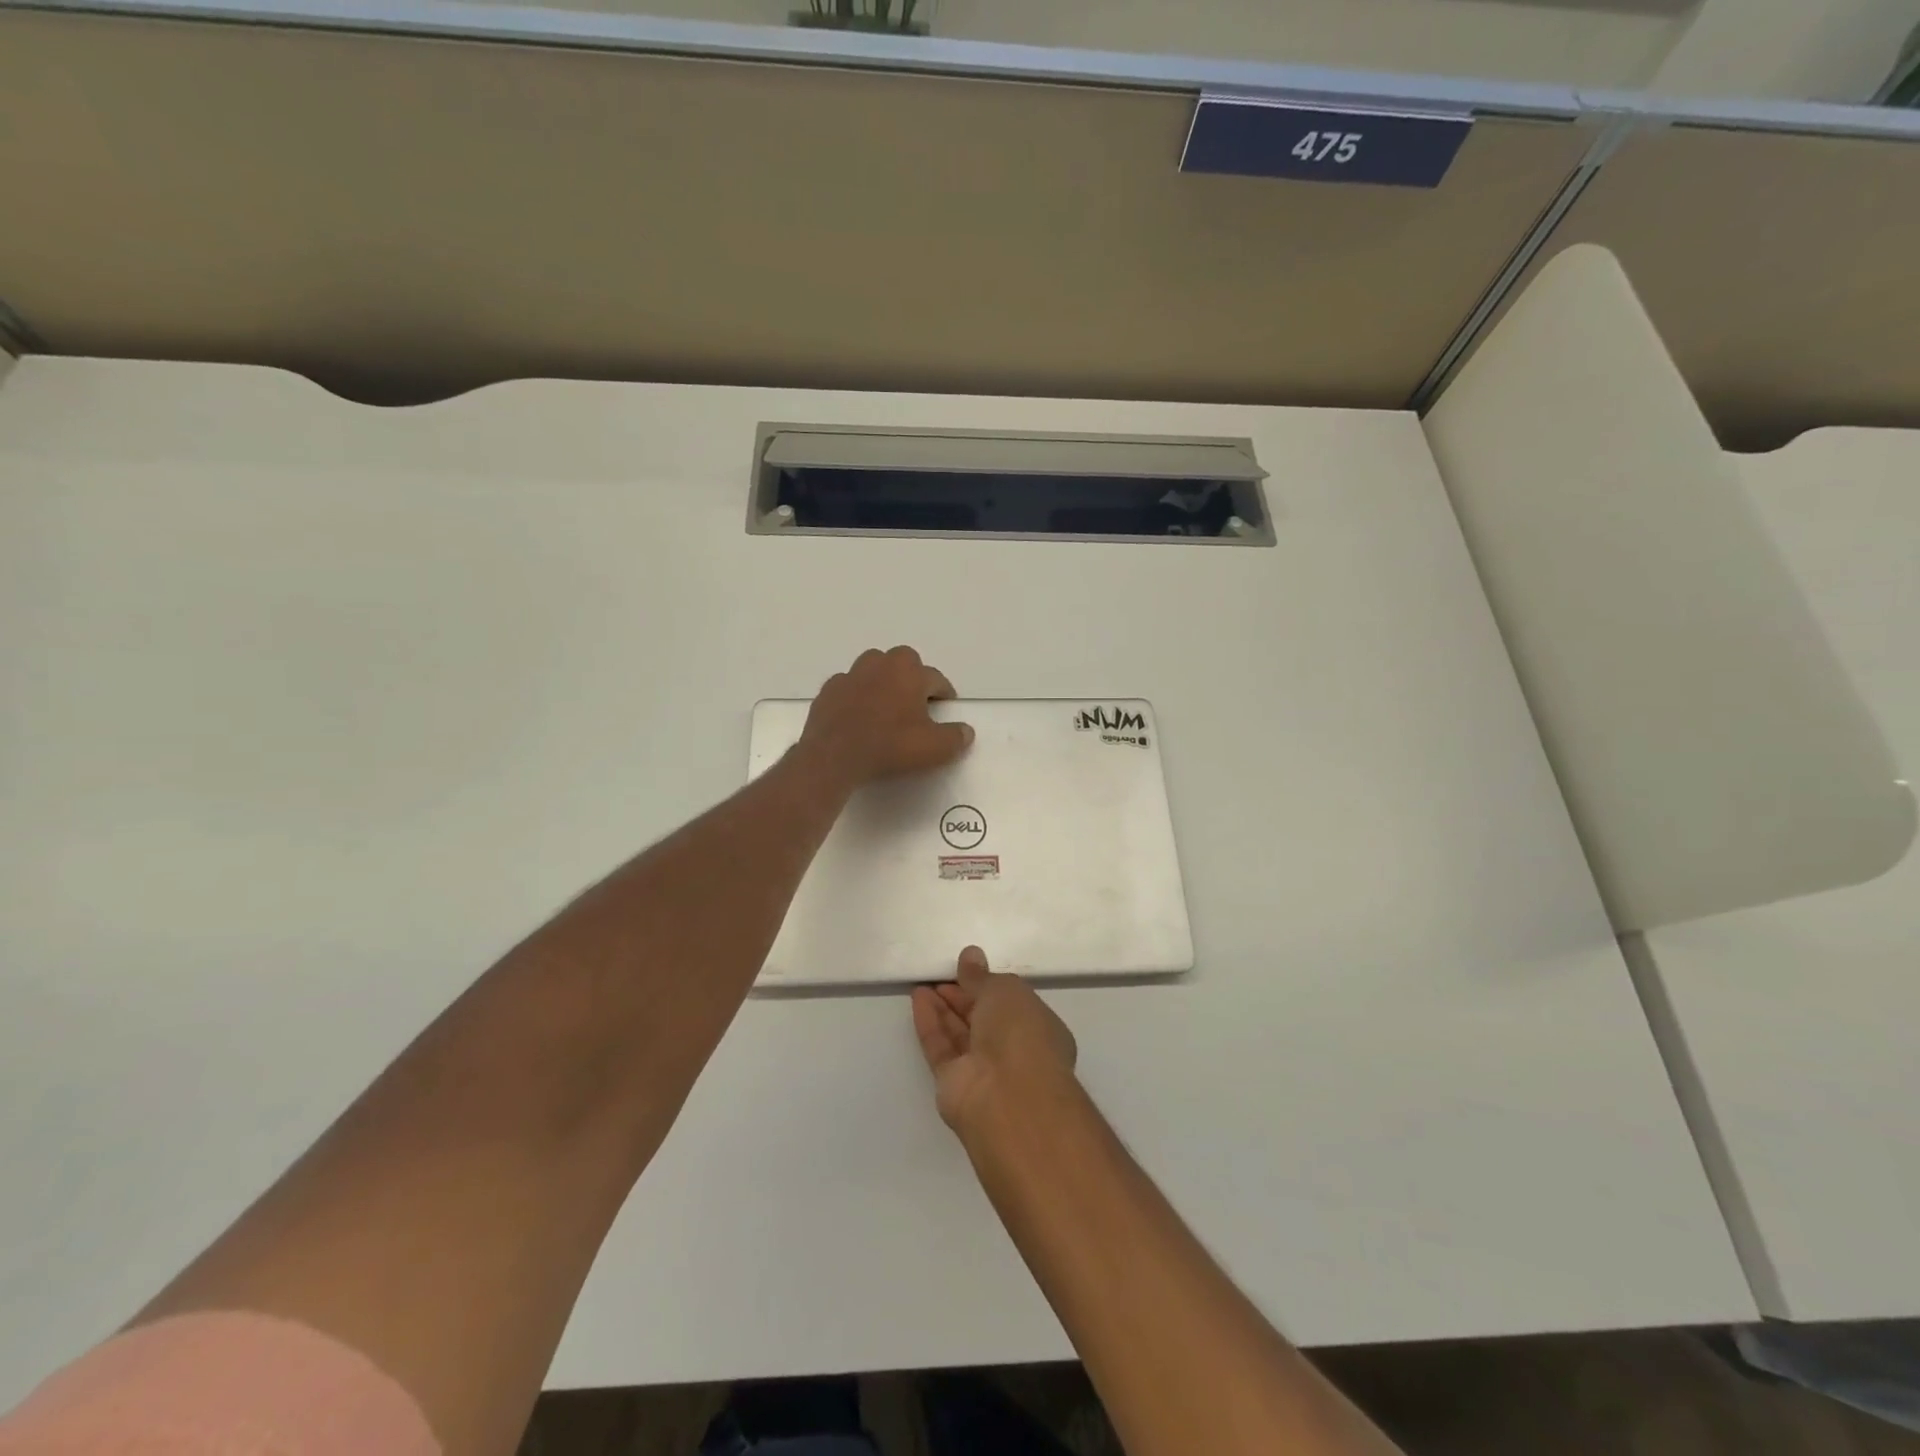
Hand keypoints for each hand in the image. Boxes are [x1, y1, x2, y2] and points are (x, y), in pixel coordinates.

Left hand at [799, 646, 973, 787]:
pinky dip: (857, 695)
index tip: (945, 707)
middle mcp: (881, 664)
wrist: (833, 756)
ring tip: (886, 705)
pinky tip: (858, 715)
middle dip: (912, 677)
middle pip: (904, 662)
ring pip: (873, 668)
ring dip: (883, 680)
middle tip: (916, 703)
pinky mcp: (829, 689)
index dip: (944, 693)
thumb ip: (955, 738)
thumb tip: (967, 731)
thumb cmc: (889, 747)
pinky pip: (849, 686)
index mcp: (910, 672)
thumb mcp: (933, 749)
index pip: (936, 678)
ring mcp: (851, 674)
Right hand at [912, 946, 1078, 1136]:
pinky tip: (918, 998)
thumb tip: (970, 955)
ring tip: (924, 983)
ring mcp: (984, 1070)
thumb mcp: (1004, 991)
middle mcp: (1013, 1051)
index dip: (988, 985)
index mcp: (1038, 1028)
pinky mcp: (954, 1084)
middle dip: (962, 996)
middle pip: (983, 1019)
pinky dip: (930, 1023)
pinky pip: (940, 1047)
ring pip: (960, 1033)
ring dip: (943, 1008)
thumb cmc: (1020, 1034)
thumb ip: (982, 976)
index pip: (1011, 1004)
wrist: (1007, 1097)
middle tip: (941, 974)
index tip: (966, 968)